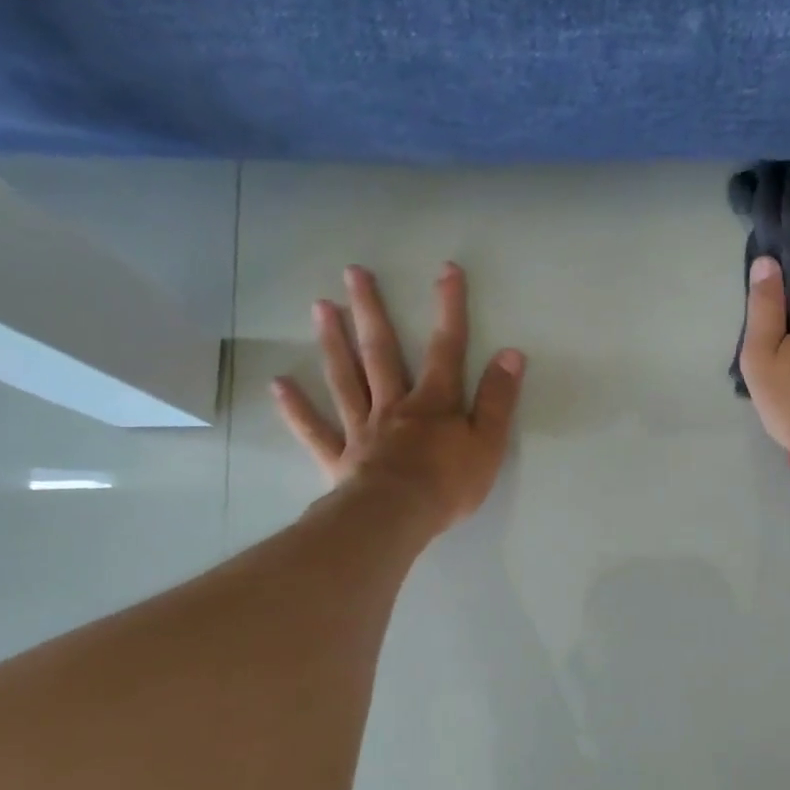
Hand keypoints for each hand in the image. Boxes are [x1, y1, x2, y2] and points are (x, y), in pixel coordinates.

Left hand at [271, 262, 525, 532]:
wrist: (397, 518)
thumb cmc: (448, 484)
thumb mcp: (489, 443)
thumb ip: (498, 400)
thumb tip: (511, 354)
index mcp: (434, 403)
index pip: (446, 348)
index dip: (449, 309)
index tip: (446, 271)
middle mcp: (394, 406)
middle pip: (381, 352)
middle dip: (371, 310)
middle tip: (353, 273)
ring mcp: (362, 429)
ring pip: (345, 379)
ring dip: (333, 342)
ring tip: (320, 307)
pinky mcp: (340, 458)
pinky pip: (316, 429)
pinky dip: (296, 409)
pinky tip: (278, 385)